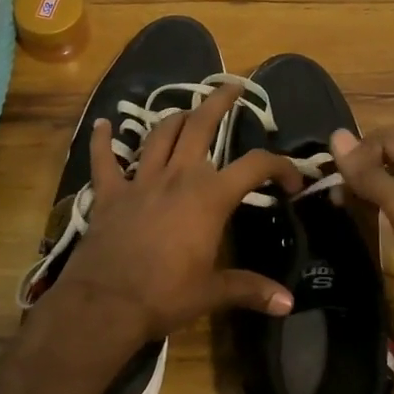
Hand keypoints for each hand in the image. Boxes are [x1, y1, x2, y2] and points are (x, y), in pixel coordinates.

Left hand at [49, 81, 303, 353]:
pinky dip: (101, 141)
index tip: (292, 182)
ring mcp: (140, 181)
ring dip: (175, 118)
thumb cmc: (165, 296)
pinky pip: (103, 160)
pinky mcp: (108, 193)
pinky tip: (101, 124)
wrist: (105, 304)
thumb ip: (250, 290)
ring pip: (159, 134)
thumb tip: (289, 304)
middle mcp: (177, 176)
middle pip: (200, 126)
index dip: (280, 166)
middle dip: (219, 102)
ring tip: (187, 111)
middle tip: (232, 88)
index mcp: (209, 197)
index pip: (255, 166)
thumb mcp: (212, 293)